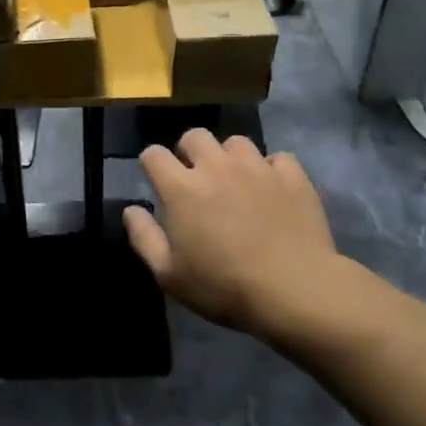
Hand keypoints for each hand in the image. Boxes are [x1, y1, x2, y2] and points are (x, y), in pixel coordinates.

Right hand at [123, 130, 348, 338]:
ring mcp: (257, 167)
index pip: (154, 154)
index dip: (151, 164)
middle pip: (194, 136)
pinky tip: (272, 189)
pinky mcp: (292, 175)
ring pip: (236, 142)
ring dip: (230, 157)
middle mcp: (216, 166)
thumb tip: (131, 209)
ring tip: (236, 182)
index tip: (157, 181)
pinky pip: (277, 158)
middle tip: (196, 179)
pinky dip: (271, 169)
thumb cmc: (224, 287)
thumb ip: (144, 238)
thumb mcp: (170, 275)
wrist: (294, 289)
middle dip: (189, 151)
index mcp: (182, 188)